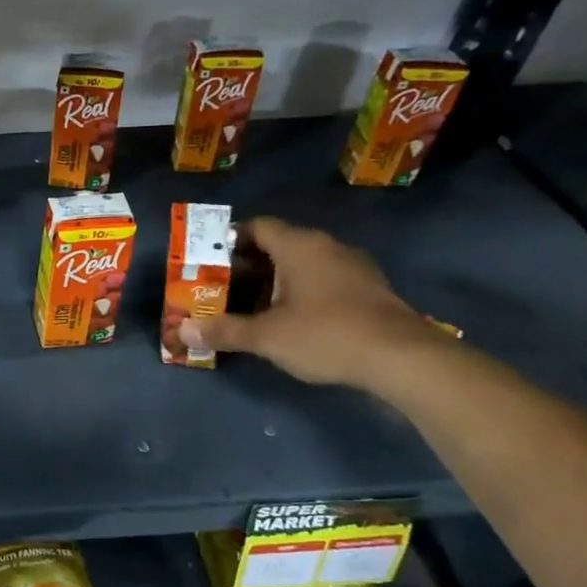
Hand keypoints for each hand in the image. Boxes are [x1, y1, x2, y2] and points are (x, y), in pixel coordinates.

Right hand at [178, 217, 447, 390]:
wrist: (403, 359)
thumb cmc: (326, 334)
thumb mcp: (266, 336)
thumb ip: (224, 331)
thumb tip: (183, 331)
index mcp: (299, 245)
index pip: (257, 226)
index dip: (230, 240)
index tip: (210, 262)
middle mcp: (327, 246)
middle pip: (280, 244)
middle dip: (249, 265)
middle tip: (223, 287)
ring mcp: (353, 267)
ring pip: (304, 263)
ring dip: (277, 279)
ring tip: (253, 305)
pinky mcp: (370, 289)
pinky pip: (325, 279)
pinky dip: (303, 291)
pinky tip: (293, 318)